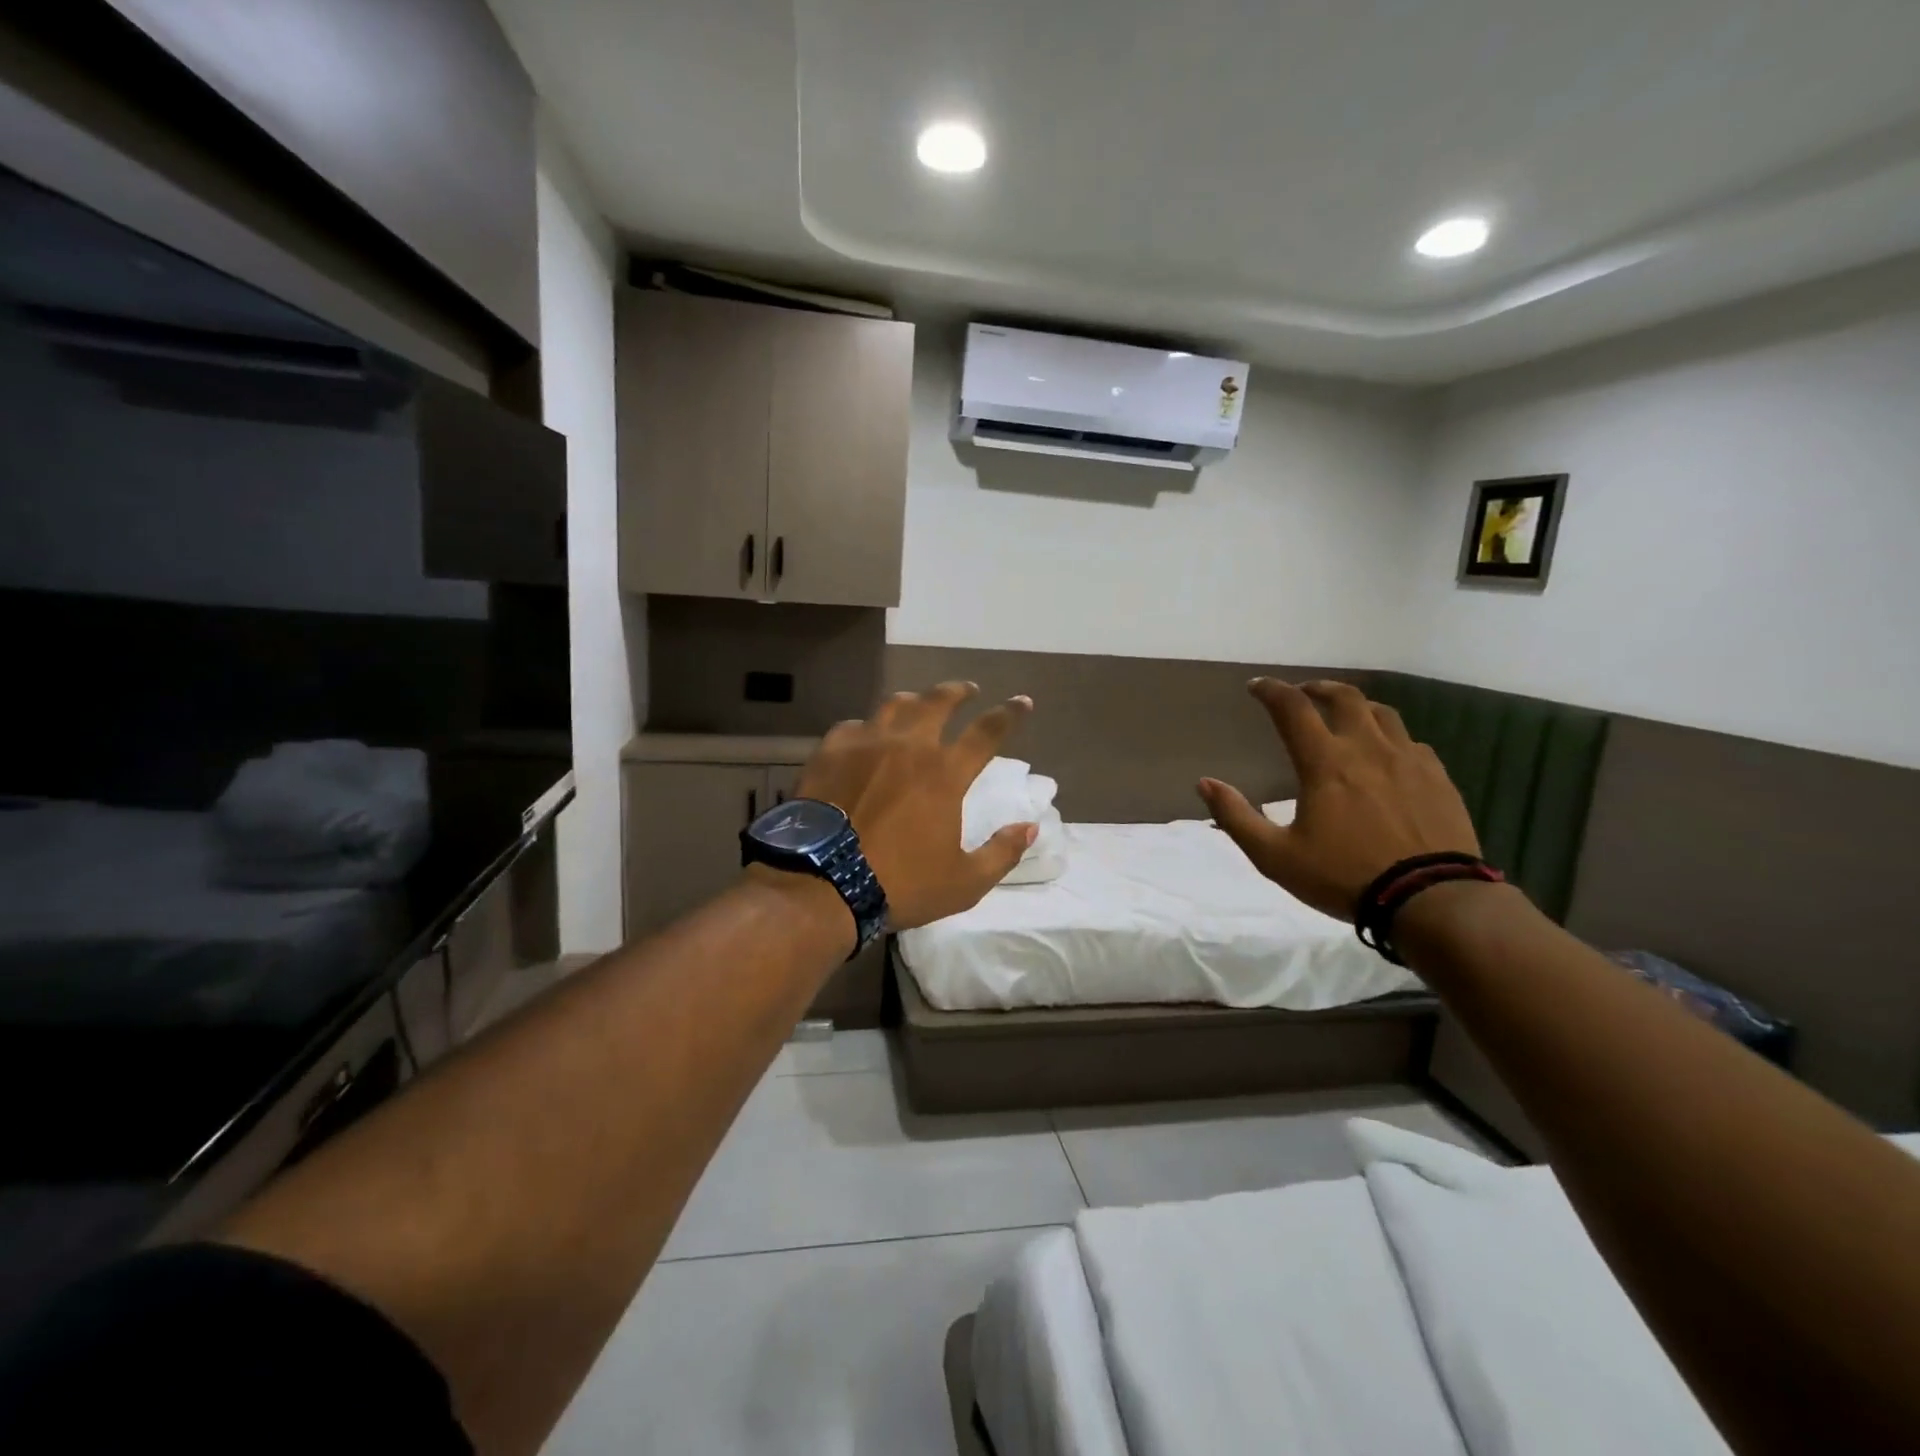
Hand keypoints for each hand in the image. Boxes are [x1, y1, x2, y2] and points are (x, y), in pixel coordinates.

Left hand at [796, 682, 1036, 931]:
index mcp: (945, 774)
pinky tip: (865, 735)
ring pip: (895, 705)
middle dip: (958, 691)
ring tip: (919, 702)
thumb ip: (1001, 853)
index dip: (1009, 713)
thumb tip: (1030, 827)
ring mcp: (865, 744)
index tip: (1022, 701)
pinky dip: (867, 727)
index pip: (988, 732)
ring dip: (914, 700)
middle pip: (938, 702)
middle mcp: (908, 746)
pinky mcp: (830, 752)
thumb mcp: (964, 883)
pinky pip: (853, 726)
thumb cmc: (899, 885)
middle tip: (967, 690)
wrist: (822, 884)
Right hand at [1197, 678, 1479, 921]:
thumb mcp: (1275, 856)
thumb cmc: (1345, 877)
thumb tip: (1204, 784)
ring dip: (1356, 707)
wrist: (1433, 901)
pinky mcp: (1438, 778)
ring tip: (1345, 717)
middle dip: (1317, 688)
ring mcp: (1409, 760)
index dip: (1270, 691)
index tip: (1255, 687)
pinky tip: (1386, 756)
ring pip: (1382, 713)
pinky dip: (1390, 738)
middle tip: (1302, 694)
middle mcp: (1367, 749)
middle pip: (1344, 697)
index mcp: (1325, 763)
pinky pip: (1412, 742)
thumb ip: (1236, 817)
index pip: (1292, 708)